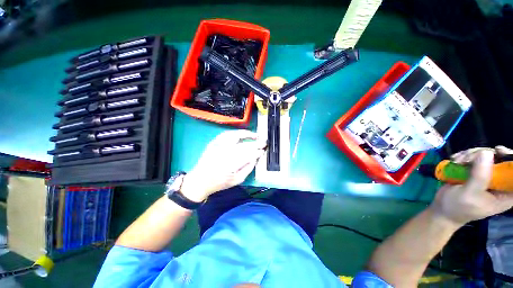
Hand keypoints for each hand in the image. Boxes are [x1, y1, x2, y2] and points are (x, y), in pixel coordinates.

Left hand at [180, 130, 265, 201]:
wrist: (200, 180)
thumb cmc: (219, 183)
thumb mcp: (237, 180)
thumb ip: (248, 168)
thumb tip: (256, 157)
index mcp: (231, 165)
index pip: (248, 155)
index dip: (257, 152)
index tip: (263, 150)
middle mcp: (224, 153)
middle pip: (244, 145)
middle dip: (256, 143)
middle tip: (264, 142)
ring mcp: (218, 146)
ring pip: (235, 136)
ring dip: (247, 134)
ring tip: (255, 135)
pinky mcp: (213, 143)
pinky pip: (226, 134)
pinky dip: (235, 133)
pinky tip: (242, 134)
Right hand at [430, 146, 512, 225]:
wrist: (443, 210)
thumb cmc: (458, 207)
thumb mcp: (469, 194)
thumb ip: (480, 176)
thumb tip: (487, 153)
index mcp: (506, 193)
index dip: (510, 159)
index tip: (498, 150)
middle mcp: (500, 182)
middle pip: (500, 159)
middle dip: (483, 155)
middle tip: (466, 158)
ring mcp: (487, 176)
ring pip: (485, 156)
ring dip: (470, 155)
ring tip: (457, 161)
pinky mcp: (476, 172)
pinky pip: (474, 157)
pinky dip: (464, 156)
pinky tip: (455, 160)